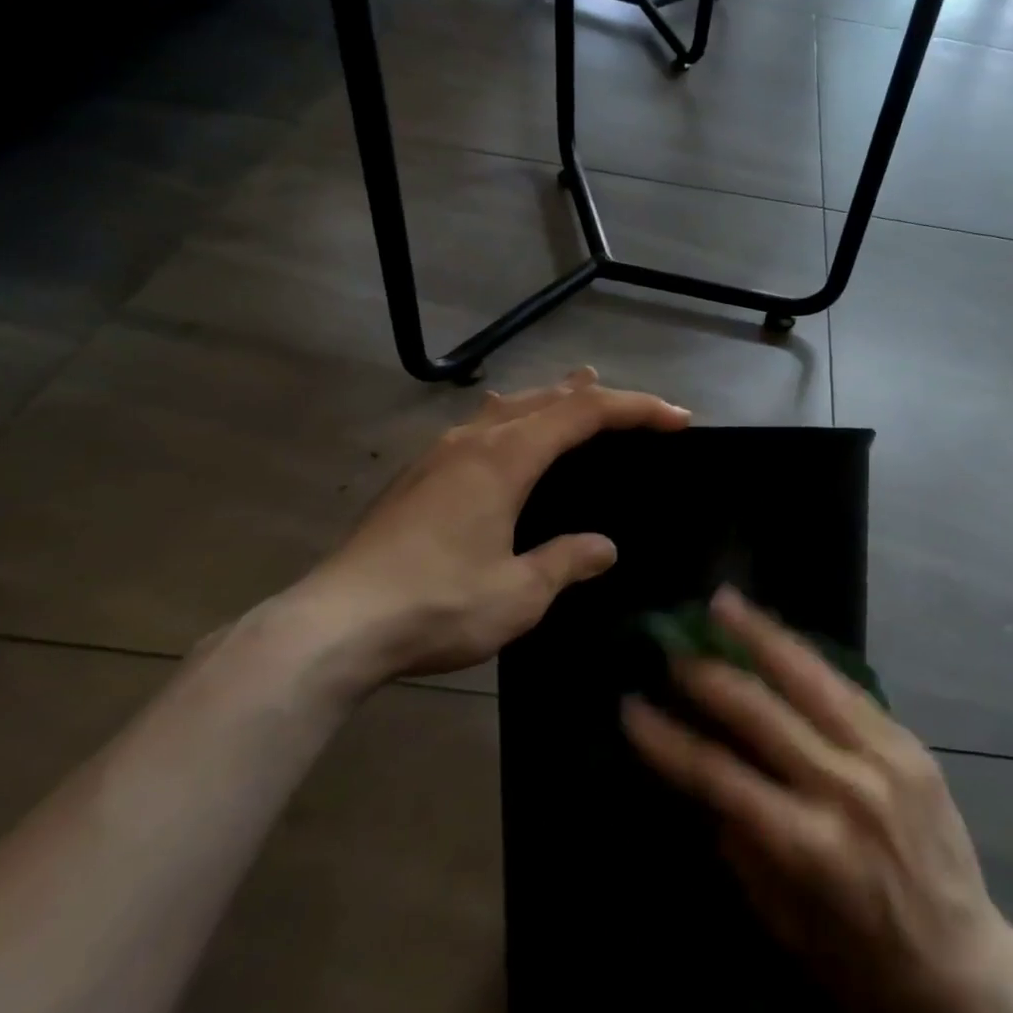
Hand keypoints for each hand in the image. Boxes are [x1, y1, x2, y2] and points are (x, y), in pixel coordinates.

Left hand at [284, 368, 689, 690]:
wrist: (335, 625)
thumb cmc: (437, 604)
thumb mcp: (519, 592)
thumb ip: (566, 562)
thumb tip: (603, 548)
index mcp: (505, 458)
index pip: (584, 414)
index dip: (636, 409)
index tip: (677, 419)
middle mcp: (473, 442)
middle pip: (546, 399)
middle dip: (596, 397)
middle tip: (634, 405)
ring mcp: (438, 456)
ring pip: (507, 408)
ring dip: (549, 399)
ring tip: (574, 387)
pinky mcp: (416, 478)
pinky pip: (478, 427)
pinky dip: (510, 418)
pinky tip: (500, 428)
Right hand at [623, 589, 1012, 1012]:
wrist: (968, 969)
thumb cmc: (864, 965)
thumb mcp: (785, 924)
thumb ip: (741, 846)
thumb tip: (705, 781)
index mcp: (810, 847)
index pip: (720, 775)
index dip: (669, 739)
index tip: (632, 706)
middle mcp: (847, 789)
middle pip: (763, 712)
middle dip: (709, 675)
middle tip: (672, 647)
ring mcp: (885, 757)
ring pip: (811, 678)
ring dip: (762, 635)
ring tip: (726, 602)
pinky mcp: (910, 742)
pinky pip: (848, 688)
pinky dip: (807, 658)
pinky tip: (780, 636)